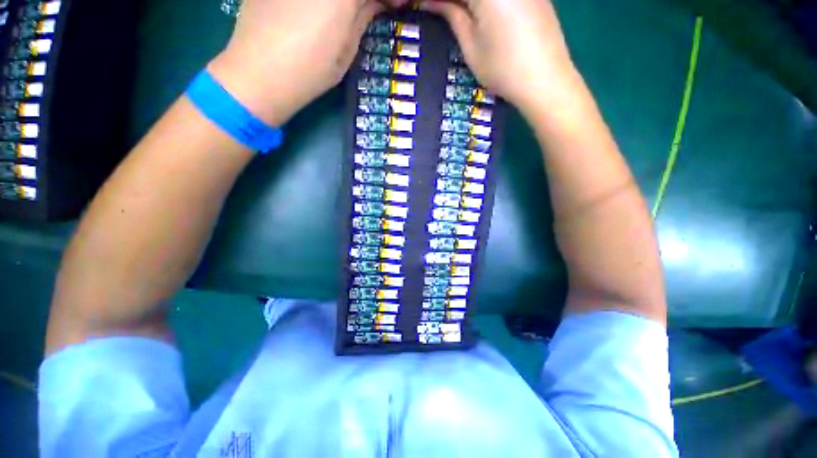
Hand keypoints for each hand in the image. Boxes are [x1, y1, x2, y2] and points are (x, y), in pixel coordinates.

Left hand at [208, 0, 402, 125]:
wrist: (259, 74)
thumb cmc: (311, 70)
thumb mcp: (347, 48)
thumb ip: (364, 16)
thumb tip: (378, 3)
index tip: (395, 7)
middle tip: (371, 9)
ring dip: (345, 2)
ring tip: (347, 12)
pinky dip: (321, 0)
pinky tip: (321, 8)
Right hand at [420, 0, 580, 112]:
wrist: (545, 79)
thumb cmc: (502, 68)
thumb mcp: (470, 45)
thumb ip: (452, 15)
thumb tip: (432, 1)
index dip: (438, 1)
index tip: (425, 8)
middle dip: (454, 3)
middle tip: (440, 13)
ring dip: (467, 3)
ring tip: (459, 15)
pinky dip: (487, 3)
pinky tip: (480, 13)